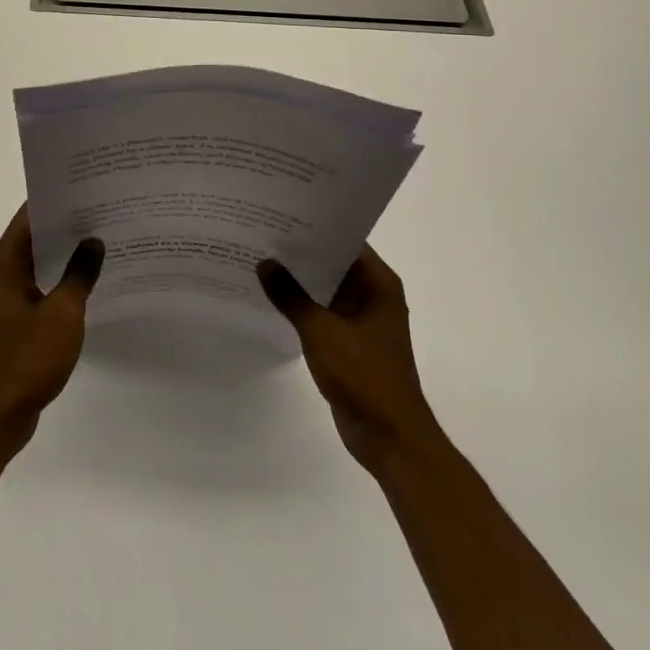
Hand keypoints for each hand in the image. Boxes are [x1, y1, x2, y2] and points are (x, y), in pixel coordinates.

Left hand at [0, 204, 103, 459]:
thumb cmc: (26, 359)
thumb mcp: (63, 314)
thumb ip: (79, 274)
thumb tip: (93, 241)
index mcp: (3, 265)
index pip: (28, 217)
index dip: (55, 199)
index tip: (85, 186)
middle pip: (31, 237)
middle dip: (64, 225)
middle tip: (102, 210)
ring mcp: (1, 300)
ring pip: (34, 264)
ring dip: (61, 255)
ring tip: (100, 241)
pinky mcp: (9, 322)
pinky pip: (35, 288)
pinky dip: (56, 281)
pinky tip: (85, 283)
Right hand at [258, 246, 440, 475]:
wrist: (388, 437)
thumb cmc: (363, 375)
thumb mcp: (321, 331)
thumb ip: (291, 296)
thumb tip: (264, 263)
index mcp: (378, 284)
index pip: (346, 240)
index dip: (316, 226)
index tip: (283, 212)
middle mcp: (373, 295)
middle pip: (334, 262)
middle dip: (302, 252)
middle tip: (263, 231)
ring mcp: (362, 319)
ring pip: (326, 288)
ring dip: (300, 279)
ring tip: (260, 258)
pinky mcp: (349, 342)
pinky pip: (322, 312)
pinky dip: (302, 305)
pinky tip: (272, 296)